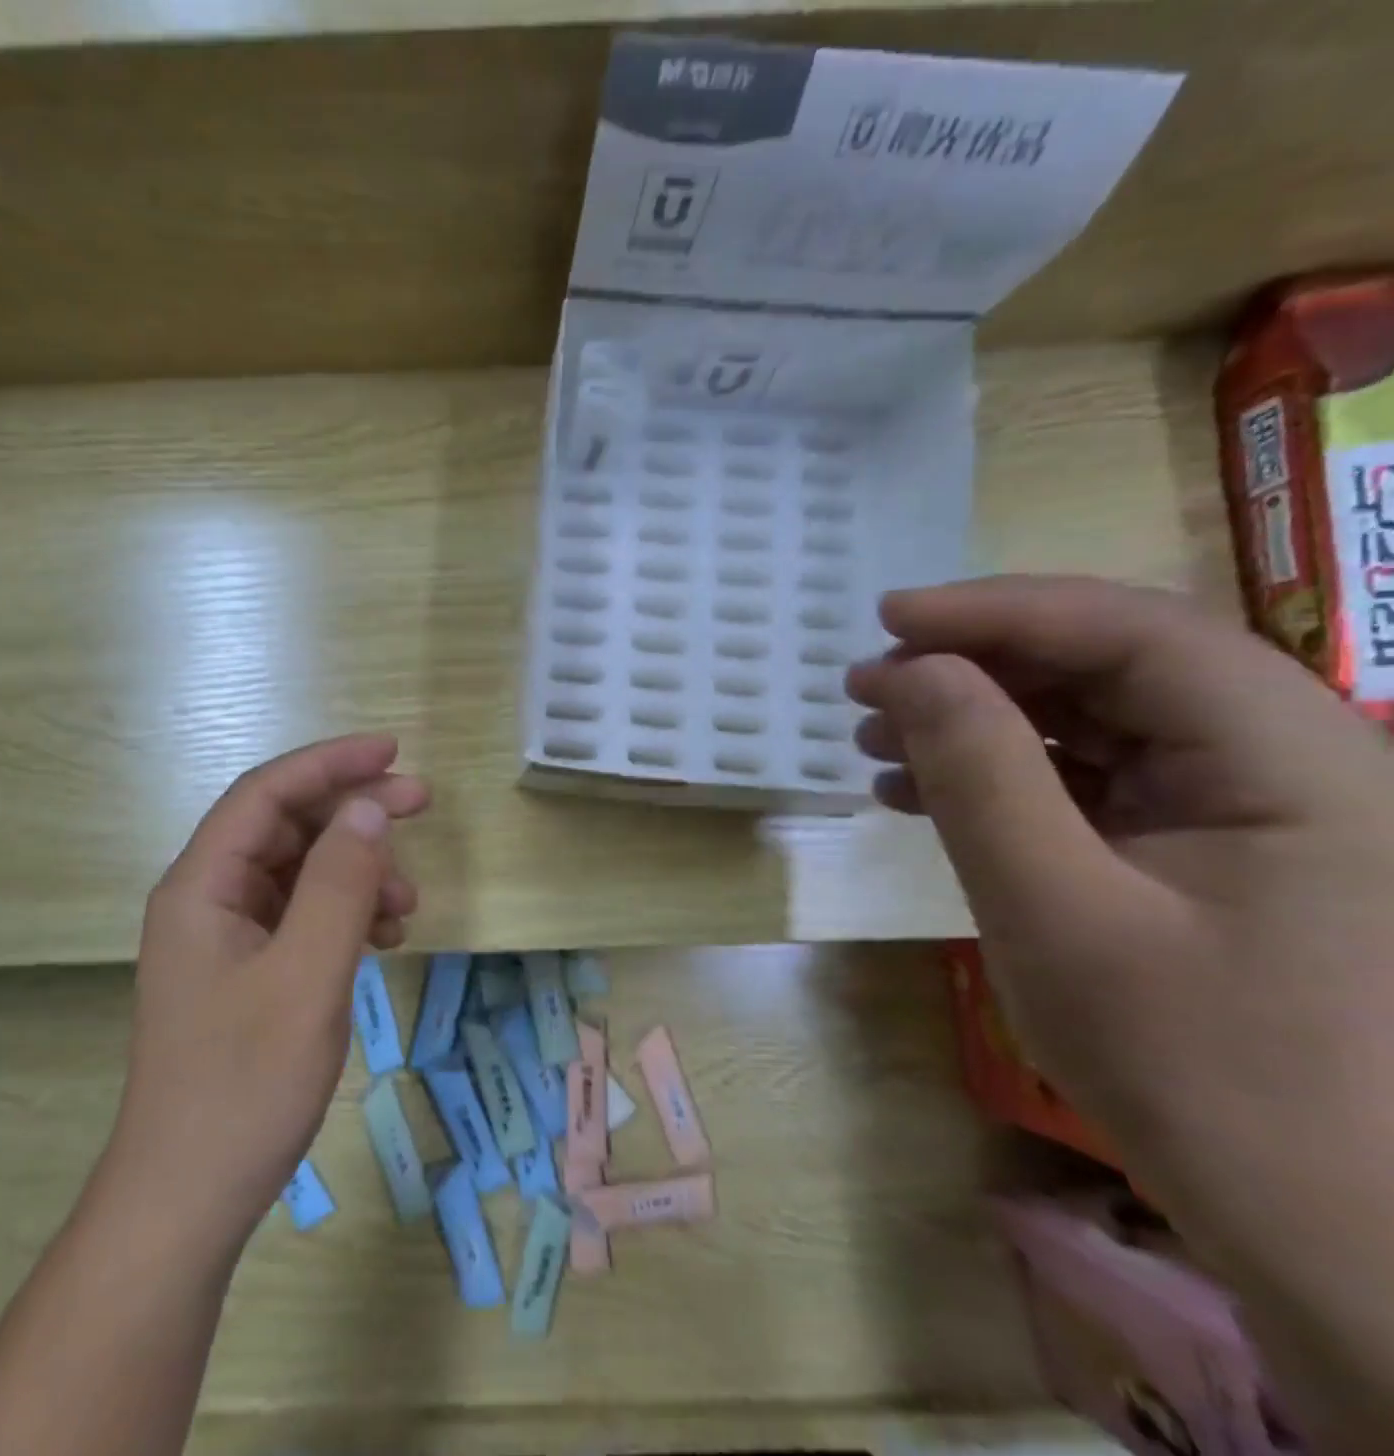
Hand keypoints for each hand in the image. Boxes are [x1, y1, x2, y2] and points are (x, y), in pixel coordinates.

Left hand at [97, 733, 430, 1253]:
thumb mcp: (306, 977)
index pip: (267, 793)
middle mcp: (206, 898)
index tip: (392, 753)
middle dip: (352, 812)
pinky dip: (344, 913)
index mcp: (201, 884)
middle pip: (284, 826)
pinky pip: (299, 916)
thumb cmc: (244, 1086)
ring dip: (355, 870)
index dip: (330, 763)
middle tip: (420, 804)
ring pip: (297, 872)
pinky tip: (382, 936)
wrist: (188, 1200)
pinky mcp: (244, 972)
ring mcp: (224, 937)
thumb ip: (339, 885)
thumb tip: (369, 810)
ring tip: (407, 901)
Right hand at [848, 576, 1393, 1446]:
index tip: (884, 620)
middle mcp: (1290, 760)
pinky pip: (1094, 777)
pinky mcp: (1211, 849)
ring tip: (877, 741)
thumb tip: (907, 671)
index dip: (995, 610)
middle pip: (1114, 665)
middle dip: (977, 664)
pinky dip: (1002, 774)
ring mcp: (1253, 807)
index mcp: (1294, 759)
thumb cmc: (1200, 1071)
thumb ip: (978, 773)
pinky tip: (923, 794)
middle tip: (866, 687)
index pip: (1131, 631)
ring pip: (1095, 718)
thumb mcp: (1055, 908)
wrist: (1334, 1235)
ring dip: (979, 719)